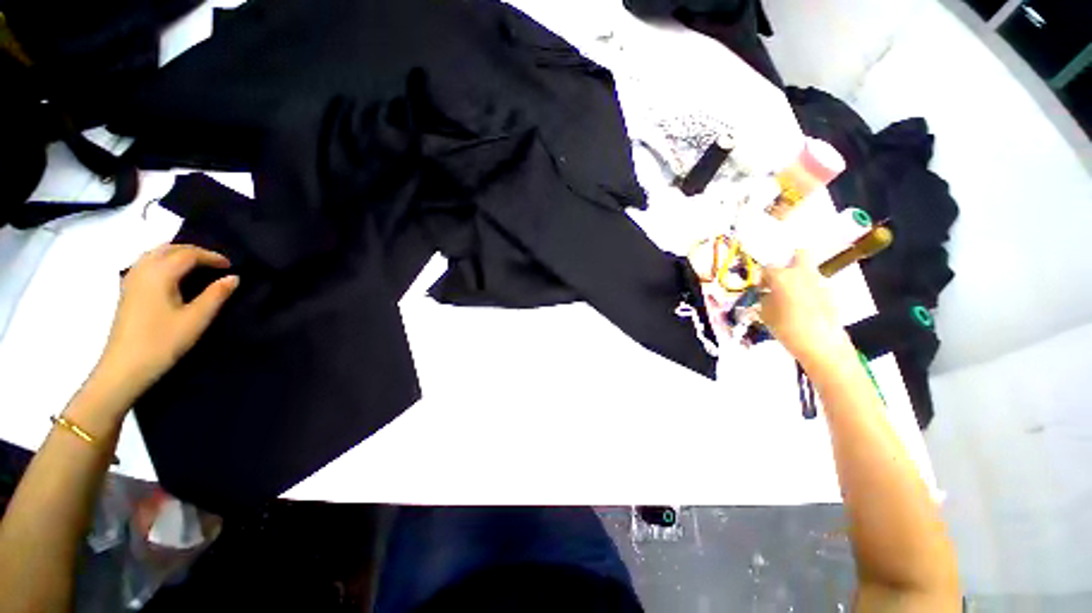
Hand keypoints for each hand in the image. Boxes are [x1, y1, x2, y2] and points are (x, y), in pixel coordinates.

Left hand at [90, 245, 238, 407]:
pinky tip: (172, 274)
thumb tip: (234, 277)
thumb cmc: (163, 342)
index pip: (188, 255)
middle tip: (216, 263)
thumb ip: (216, 295)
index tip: (231, 266)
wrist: (124, 367)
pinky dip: (163, 261)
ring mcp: (131, 279)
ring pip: (155, 254)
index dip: (212, 257)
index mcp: (160, 274)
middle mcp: (143, 270)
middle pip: (169, 249)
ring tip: (196, 265)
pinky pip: (146, 263)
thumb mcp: (196, 319)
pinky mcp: (127, 291)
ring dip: (177, 254)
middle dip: (194, 252)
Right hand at [758, 250, 849, 364]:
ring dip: (798, 279)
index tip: (758, 288)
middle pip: (799, 254)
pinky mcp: (831, 294)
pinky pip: (815, 286)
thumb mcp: (766, 314)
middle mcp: (803, 273)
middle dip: (789, 261)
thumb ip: (764, 299)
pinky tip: (802, 309)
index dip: (760, 277)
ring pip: (808, 271)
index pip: (767, 268)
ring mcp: (820, 282)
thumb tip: (765, 294)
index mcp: (783, 276)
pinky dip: (807, 292)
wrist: (821, 344)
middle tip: (780, 278)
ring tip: (789, 298)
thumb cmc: (786, 328)